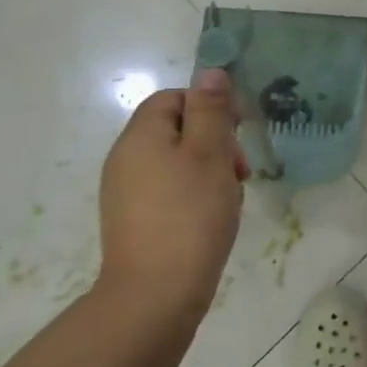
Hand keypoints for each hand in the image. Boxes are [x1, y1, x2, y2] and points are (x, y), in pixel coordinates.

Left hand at [97, 69, 249, 317]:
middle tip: (240, 172)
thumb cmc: (190, 215)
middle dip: (214, 143)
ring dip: (209, 171)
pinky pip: (168, 191)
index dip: (209, 107)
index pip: (174, 98)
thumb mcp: (210, 153)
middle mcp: (125, 159)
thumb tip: (210, 72)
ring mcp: (125, 193)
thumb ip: (211, 110)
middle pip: (175, 130)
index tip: (237, 134)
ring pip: (176, 163)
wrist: (155, 295)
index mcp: (141, 136)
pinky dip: (194, 196)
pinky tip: (212, 220)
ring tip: (230, 199)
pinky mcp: (134, 221)